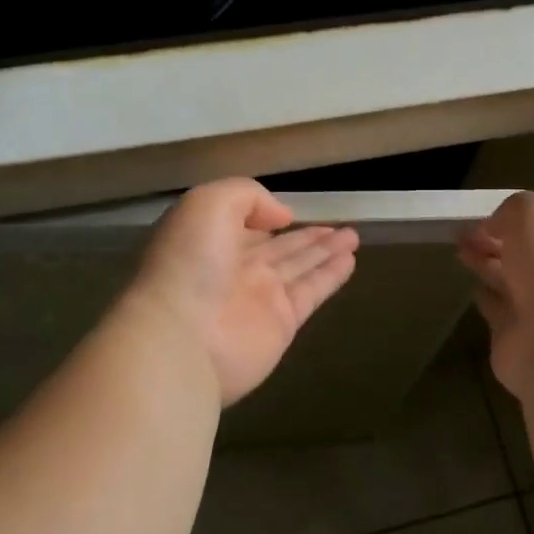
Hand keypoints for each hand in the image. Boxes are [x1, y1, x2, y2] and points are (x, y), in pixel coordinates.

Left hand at [122, 179, 358, 405]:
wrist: (180, 337)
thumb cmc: (189, 261)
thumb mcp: (210, 203)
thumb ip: (248, 196)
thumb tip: (282, 217)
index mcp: (209, 239)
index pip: (244, 224)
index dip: (267, 216)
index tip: (291, 211)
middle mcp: (234, 268)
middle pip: (279, 247)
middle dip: (307, 236)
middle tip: (340, 225)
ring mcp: (258, 298)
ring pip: (300, 267)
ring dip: (326, 251)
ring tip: (353, 236)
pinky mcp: (281, 324)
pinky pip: (312, 291)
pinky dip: (331, 276)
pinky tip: (350, 260)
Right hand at [458, 192, 533, 401]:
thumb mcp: (533, 211)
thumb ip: (512, 210)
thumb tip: (494, 229)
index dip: (513, 218)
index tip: (482, 217)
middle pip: (526, 253)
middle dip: (496, 241)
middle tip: (462, 233)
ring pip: (511, 281)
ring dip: (487, 266)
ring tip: (460, 252)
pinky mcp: (520, 340)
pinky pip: (499, 312)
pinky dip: (487, 300)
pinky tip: (474, 288)